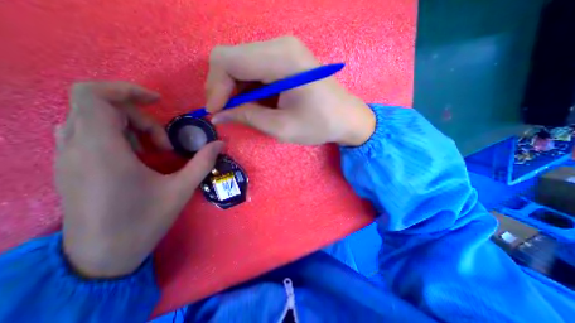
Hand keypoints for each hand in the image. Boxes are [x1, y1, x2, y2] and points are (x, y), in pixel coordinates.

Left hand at [56, 80, 222, 277]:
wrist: (102, 258)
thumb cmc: (143, 221)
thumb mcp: (181, 189)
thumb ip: (203, 162)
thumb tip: (220, 143)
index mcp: (103, 151)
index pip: (93, 96)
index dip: (126, 89)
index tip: (157, 101)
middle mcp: (76, 148)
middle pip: (99, 107)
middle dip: (140, 117)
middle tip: (164, 142)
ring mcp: (68, 159)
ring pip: (91, 120)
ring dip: (128, 126)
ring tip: (153, 150)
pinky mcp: (70, 168)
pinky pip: (87, 135)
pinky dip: (116, 136)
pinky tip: (137, 158)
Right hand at [207, 35, 378, 144]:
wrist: (346, 117)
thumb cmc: (319, 125)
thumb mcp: (281, 127)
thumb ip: (247, 117)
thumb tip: (218, 115)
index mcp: (281, 59)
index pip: (227, 60)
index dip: (215, 87)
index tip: (216, 111)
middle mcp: (280, 45)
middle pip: (231, 57)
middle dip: (222, 87)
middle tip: (226, 112)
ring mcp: (284, 49)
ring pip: (241, 62)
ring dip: (235, 87)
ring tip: (241, 110)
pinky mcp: (286, 58)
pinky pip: (255, 67)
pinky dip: (248, 85)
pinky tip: (254, 102)